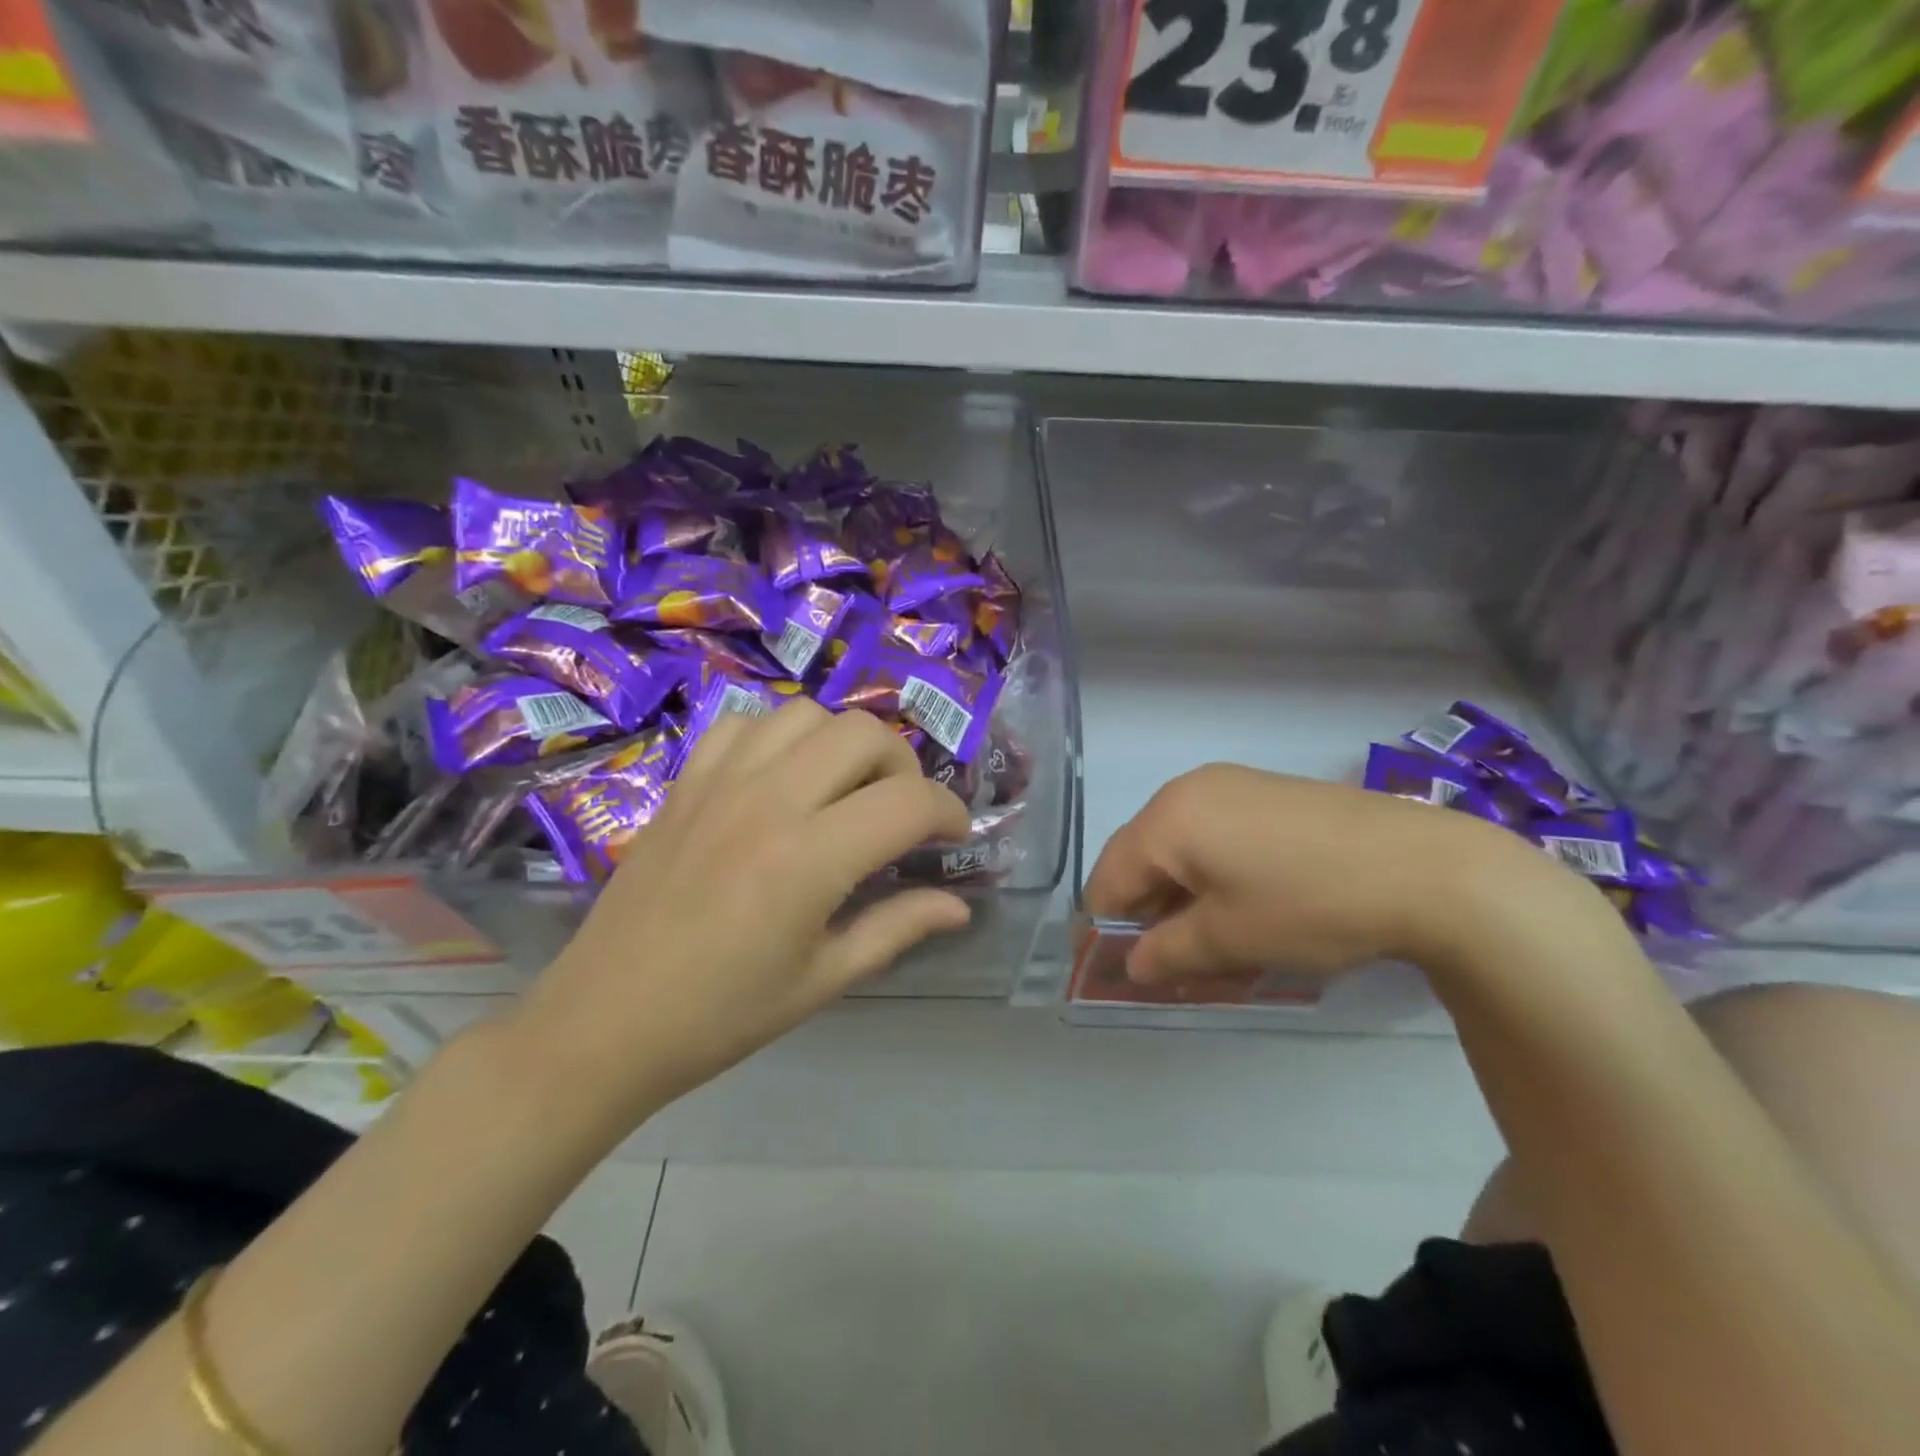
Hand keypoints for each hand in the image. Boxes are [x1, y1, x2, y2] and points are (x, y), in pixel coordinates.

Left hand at [510, 699, 970, 1131]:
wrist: (605, 1022)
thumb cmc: (722, 1015)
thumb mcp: (824, 979)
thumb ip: (898, 928)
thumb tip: (959, 907)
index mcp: (810, 857)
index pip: (909, 802)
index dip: (949, 812)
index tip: (954, 835)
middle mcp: (769, 800)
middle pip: (864, 733)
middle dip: (903, 766)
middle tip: (900, 813)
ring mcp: (720, 782)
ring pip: (806, 714)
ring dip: (842, 744)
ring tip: (842, 790)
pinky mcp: (684, 782)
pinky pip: (743, 724)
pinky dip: (778, 737)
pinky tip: (779, 778)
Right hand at [1084, 764, 1584, 984]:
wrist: (1427, 867)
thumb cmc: (1309, 904)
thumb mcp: (1229, 940)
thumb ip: (1166, 953)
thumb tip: (1132, 965)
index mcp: (1166, 818)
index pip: (1109, 878)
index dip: (1107, 929)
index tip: (1120, 971)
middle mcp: (1189, 790)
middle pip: (1142, 858)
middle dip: (1149, 913)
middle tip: (1173, 963)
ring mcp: (1232, 785)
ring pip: (1181, 848)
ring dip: (1183, 896)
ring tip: (1215, 942)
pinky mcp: (1268, 792)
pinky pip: (1216, 835)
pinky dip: (1215, 874)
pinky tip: (1248, 906)